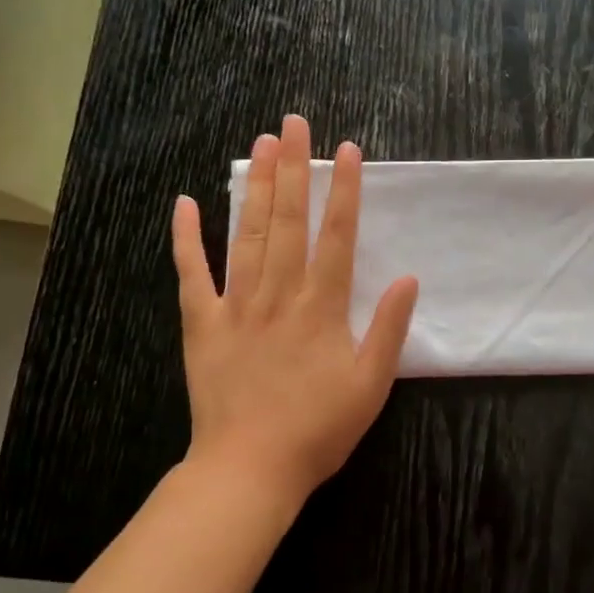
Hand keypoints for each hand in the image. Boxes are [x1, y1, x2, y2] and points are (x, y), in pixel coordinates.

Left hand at [171, 115, 418, 509]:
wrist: (249, 469)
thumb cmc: (318, 430)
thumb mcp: (371, 385)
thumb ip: (389, 329)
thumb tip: (409, 278)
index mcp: (321, 307)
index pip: (337, 235)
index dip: (345, 190)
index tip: (347, 150)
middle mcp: (279, 293)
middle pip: (288, 220)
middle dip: (294, 169)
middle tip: (294, 123)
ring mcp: (236, 305)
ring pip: (246, 235)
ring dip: (255, 187)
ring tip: (261, 145)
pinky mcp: (201, 324)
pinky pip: (191, 274)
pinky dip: (186, 239)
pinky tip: (184, 203)